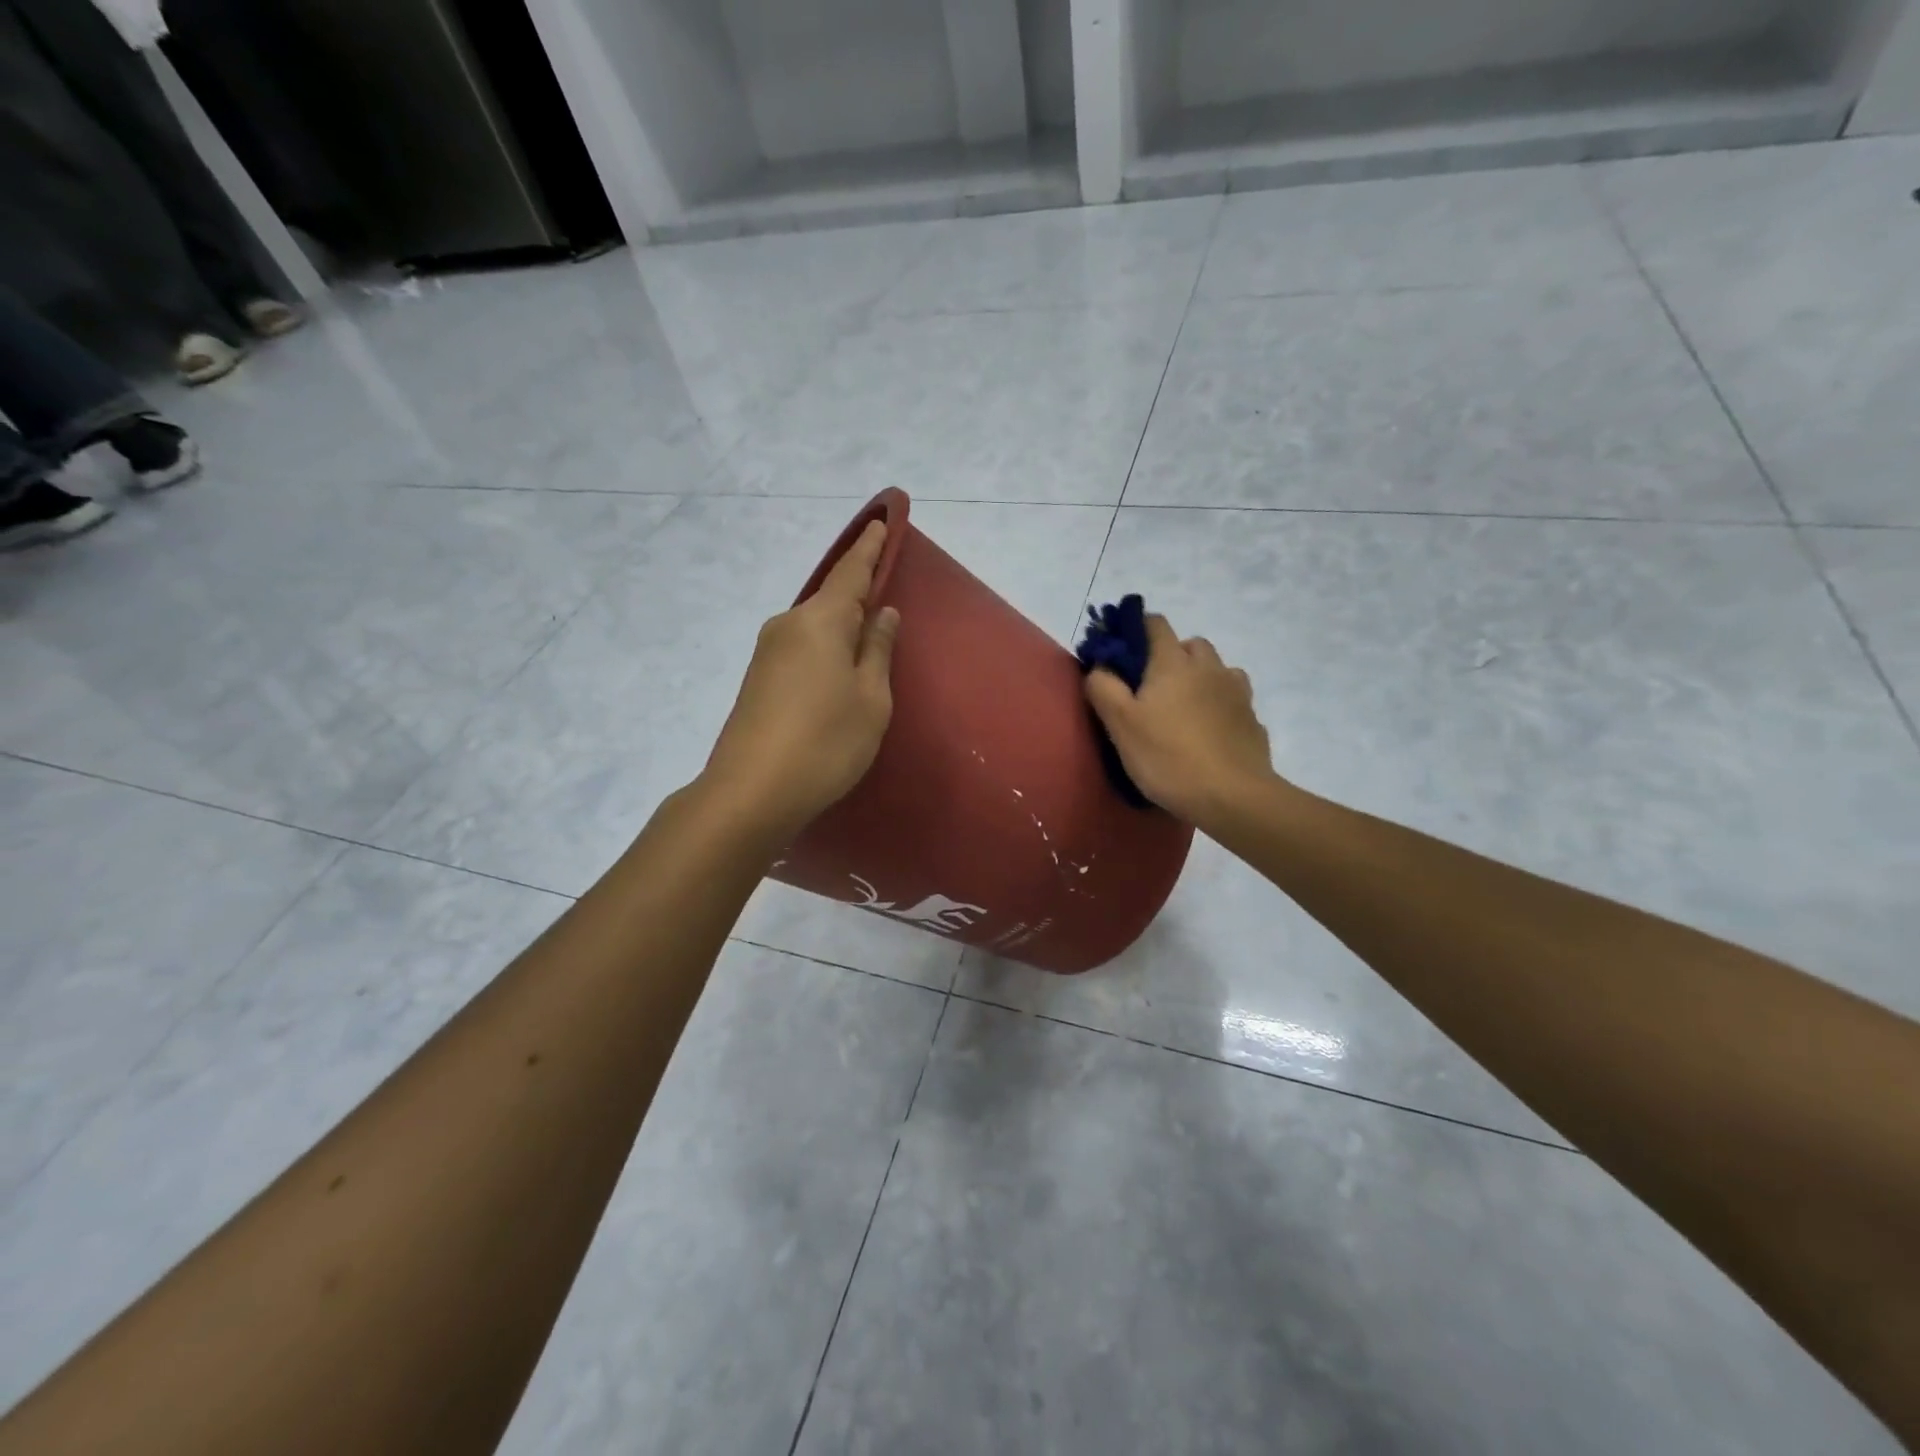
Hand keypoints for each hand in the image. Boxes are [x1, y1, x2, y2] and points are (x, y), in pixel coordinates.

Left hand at [702, 520, 900, 838]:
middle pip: (830, 599)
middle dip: (857, 591)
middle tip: (885, 589)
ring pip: (814, 626)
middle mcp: (789, 625)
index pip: (851, 572)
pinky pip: (801, 648)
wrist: (751, 792)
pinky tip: (837, 669)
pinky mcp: (758, 679)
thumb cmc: (826, 742)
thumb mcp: (871, 699)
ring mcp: (768, 652)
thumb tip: (881, 613)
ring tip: (867, 637)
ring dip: (840, 626)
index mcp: (821, 620)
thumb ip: (877, 651)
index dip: (870, 548)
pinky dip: (824, 648)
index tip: (882, 521)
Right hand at [1084, 613, 1277, 830]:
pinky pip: (1233, 701)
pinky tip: (1210, 732)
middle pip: (1191, 644)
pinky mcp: (1252, 720)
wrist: (1232, 797)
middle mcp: (1210, 668)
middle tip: (1152, 688)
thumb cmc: (1168, 756)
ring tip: (1185, 709)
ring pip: (1217, 670)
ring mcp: (1237, 693)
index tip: (1122, 650)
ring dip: (1201, 678)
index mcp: (1174, 663)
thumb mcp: (1120, 724)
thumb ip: (1103, 687)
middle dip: (1171, 655)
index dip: (1136, 629)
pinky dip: (1220, 706)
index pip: (1155, 624)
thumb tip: (1099, 666)